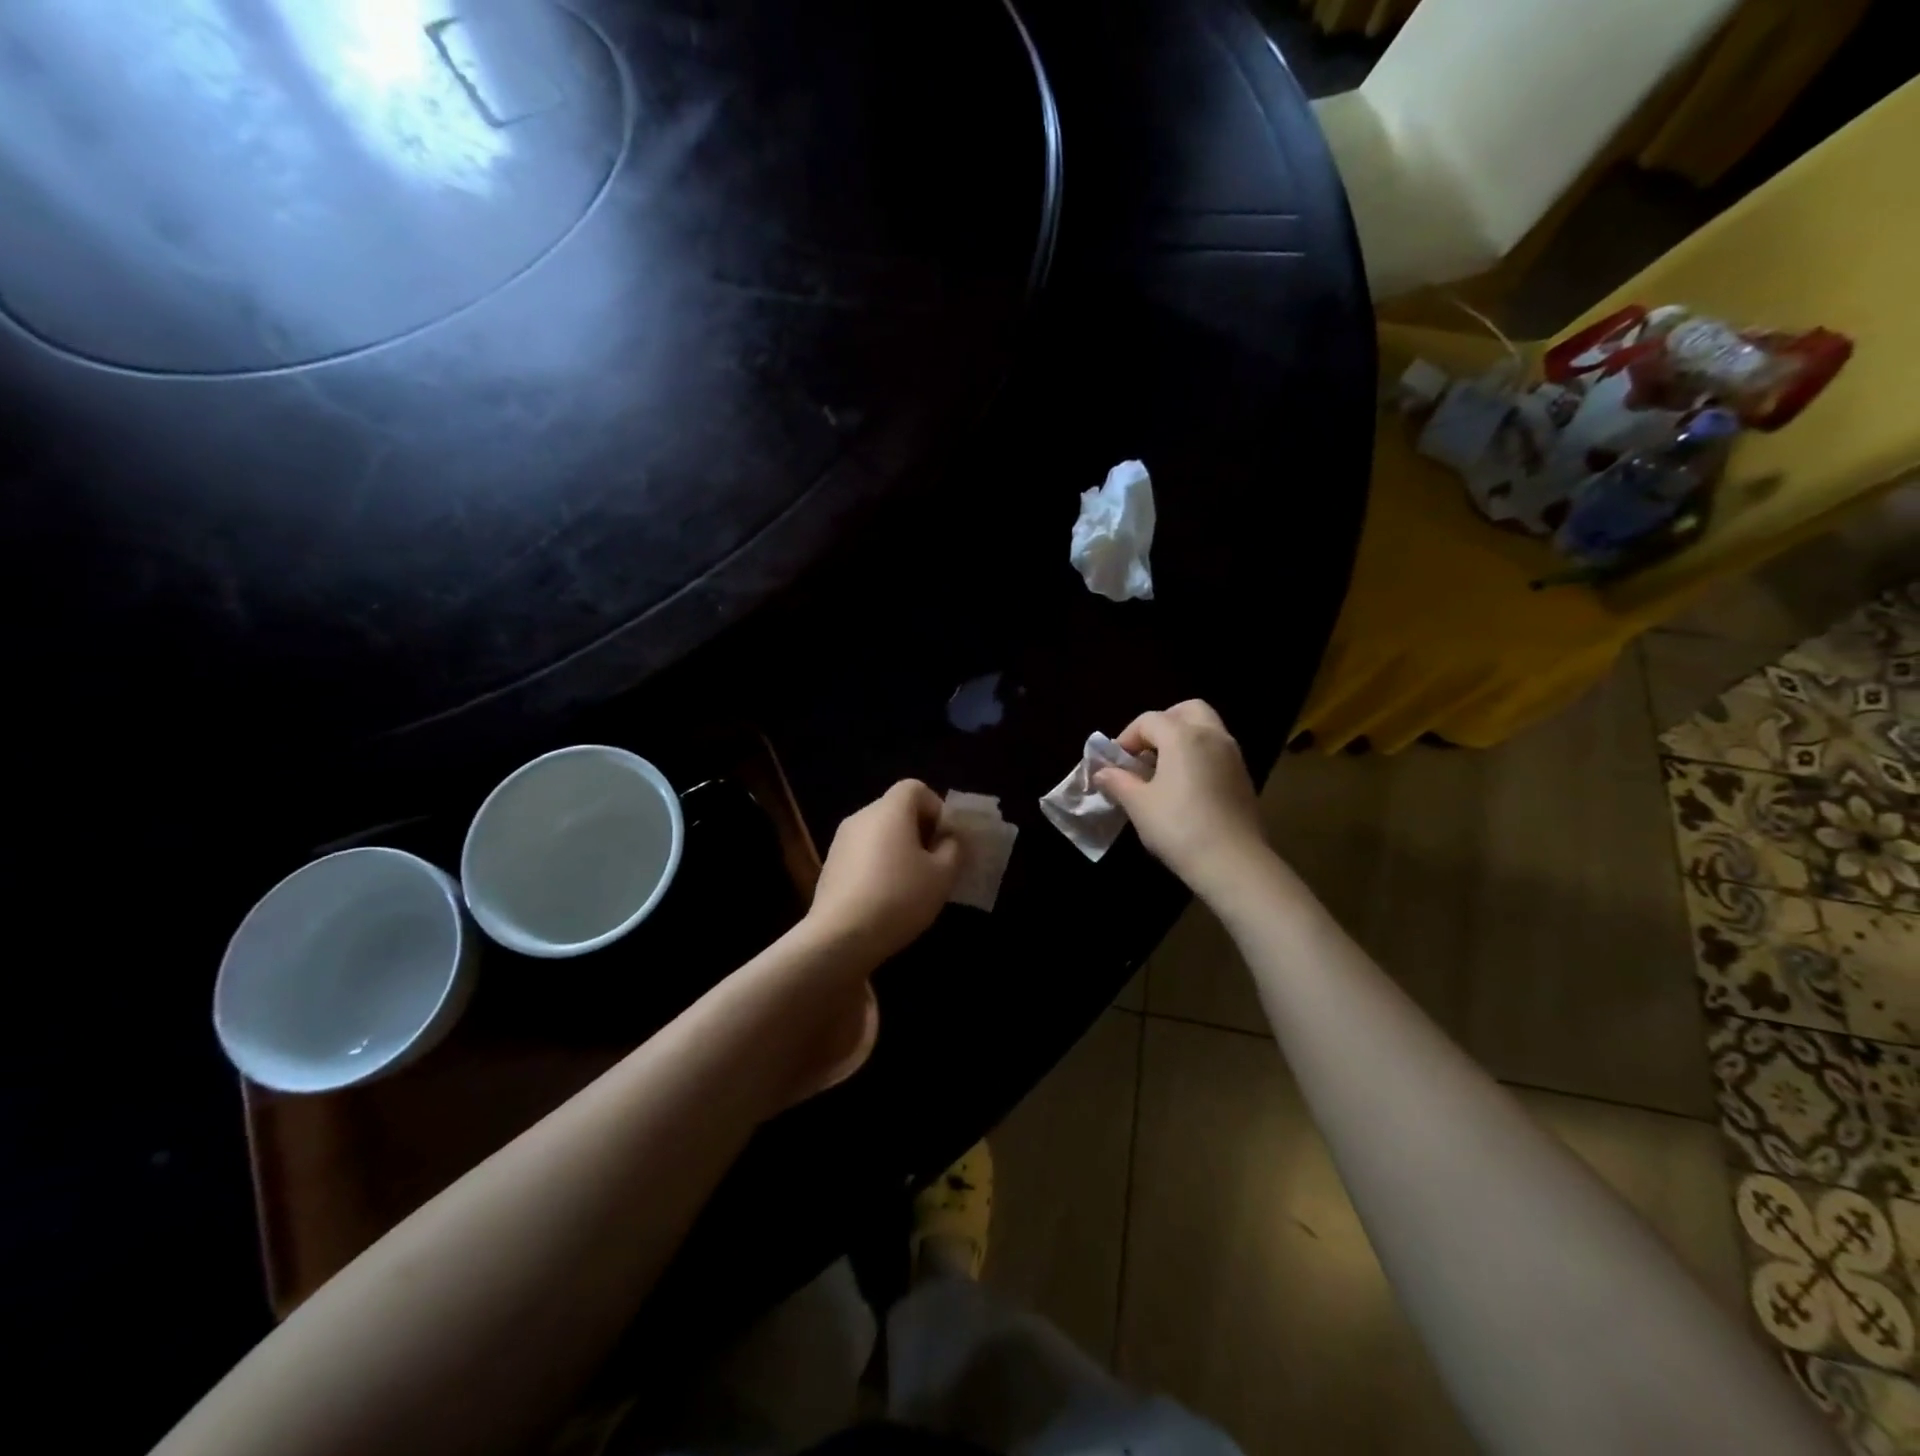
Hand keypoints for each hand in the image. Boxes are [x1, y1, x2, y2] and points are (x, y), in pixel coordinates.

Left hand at [804, 779, 961, 968]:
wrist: (840, 936)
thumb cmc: (899, 897)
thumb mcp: (942, 875)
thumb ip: (953, 849)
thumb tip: (947, 839)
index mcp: (890, 810)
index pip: (915, 788)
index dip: (936, 808)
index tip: (945, 839)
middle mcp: (862, 817)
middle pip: (896, 810)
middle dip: (919, 831)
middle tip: (935, 864)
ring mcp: (841, 841)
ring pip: (879, 834)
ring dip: (898, 850)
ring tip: (912, 885)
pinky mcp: (830, 866)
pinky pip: (863, 854)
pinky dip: (878, 866)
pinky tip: (886, 898)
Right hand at [1093, 700, 1268, 892]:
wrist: (1233, 863)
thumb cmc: (1178, 827)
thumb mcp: (1138, 805)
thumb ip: (1118, 782)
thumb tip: (1102, 772)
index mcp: (1183, 736)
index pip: (1149, 720)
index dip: (1127, 738)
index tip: (1115, 764)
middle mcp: (1212, 736)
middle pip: (1186, 711)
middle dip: (1162, 724)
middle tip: (1145, 751)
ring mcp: (1233, 756)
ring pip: (1206, 729)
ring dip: (1182, 739)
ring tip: (1162, 771)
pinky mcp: (1244, 778)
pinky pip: (1217, 751)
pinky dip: (1199, 756)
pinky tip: (1185, 788)